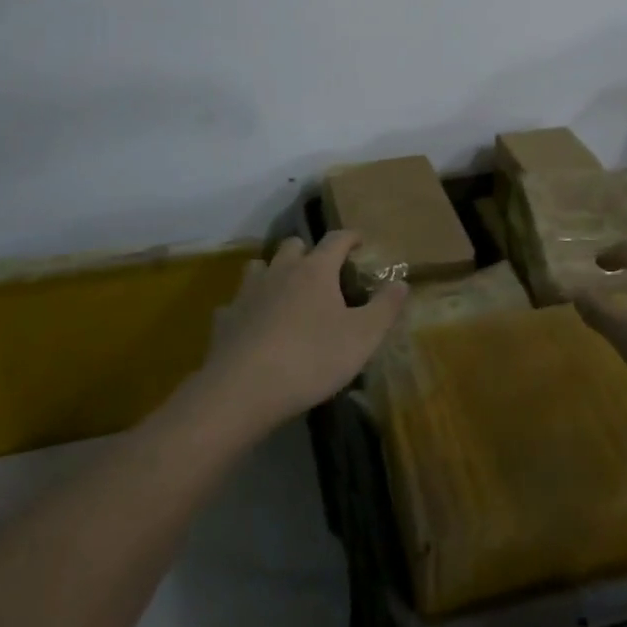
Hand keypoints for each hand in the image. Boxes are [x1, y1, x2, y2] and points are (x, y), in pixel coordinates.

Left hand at [199, 231, 408, 435]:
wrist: (244, 389)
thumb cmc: (311, 358)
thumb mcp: (362, 337)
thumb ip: (385, 308)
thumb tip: (401, 282)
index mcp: (315, 270)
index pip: (336, 239)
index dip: (350, 237)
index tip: (359, 241)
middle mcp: (281, 271)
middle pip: (294, 245)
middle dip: (308, 252)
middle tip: (321, 270)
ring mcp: (249, 292)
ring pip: (260, 266)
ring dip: (274, 272)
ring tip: (285, 291)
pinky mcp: (225, 318)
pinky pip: (237, 303)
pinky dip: (248, 307)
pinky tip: (253, 325)